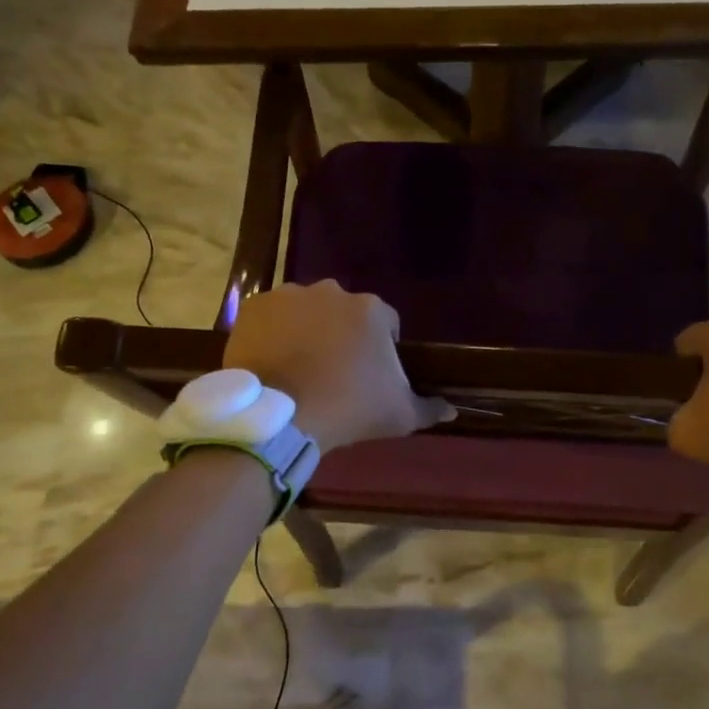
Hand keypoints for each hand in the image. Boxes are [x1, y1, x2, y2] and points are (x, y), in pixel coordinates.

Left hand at [224, 281, 452, 454]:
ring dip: (308, 329)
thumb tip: (453, 411)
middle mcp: (332, 292)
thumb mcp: (399, 415)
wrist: (280, 417)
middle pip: (345, 312)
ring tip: (301, 366)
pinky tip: (274, 360)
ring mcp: (289, 295)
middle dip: (343, 334)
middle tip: (335, 370)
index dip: (382, 347)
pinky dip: (275, 332)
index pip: (387, 323)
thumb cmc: (348, 410)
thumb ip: (429, 408)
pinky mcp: (255, 307)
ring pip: (307, 310)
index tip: (372, 375)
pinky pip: (272, 316)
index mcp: (371, 310)